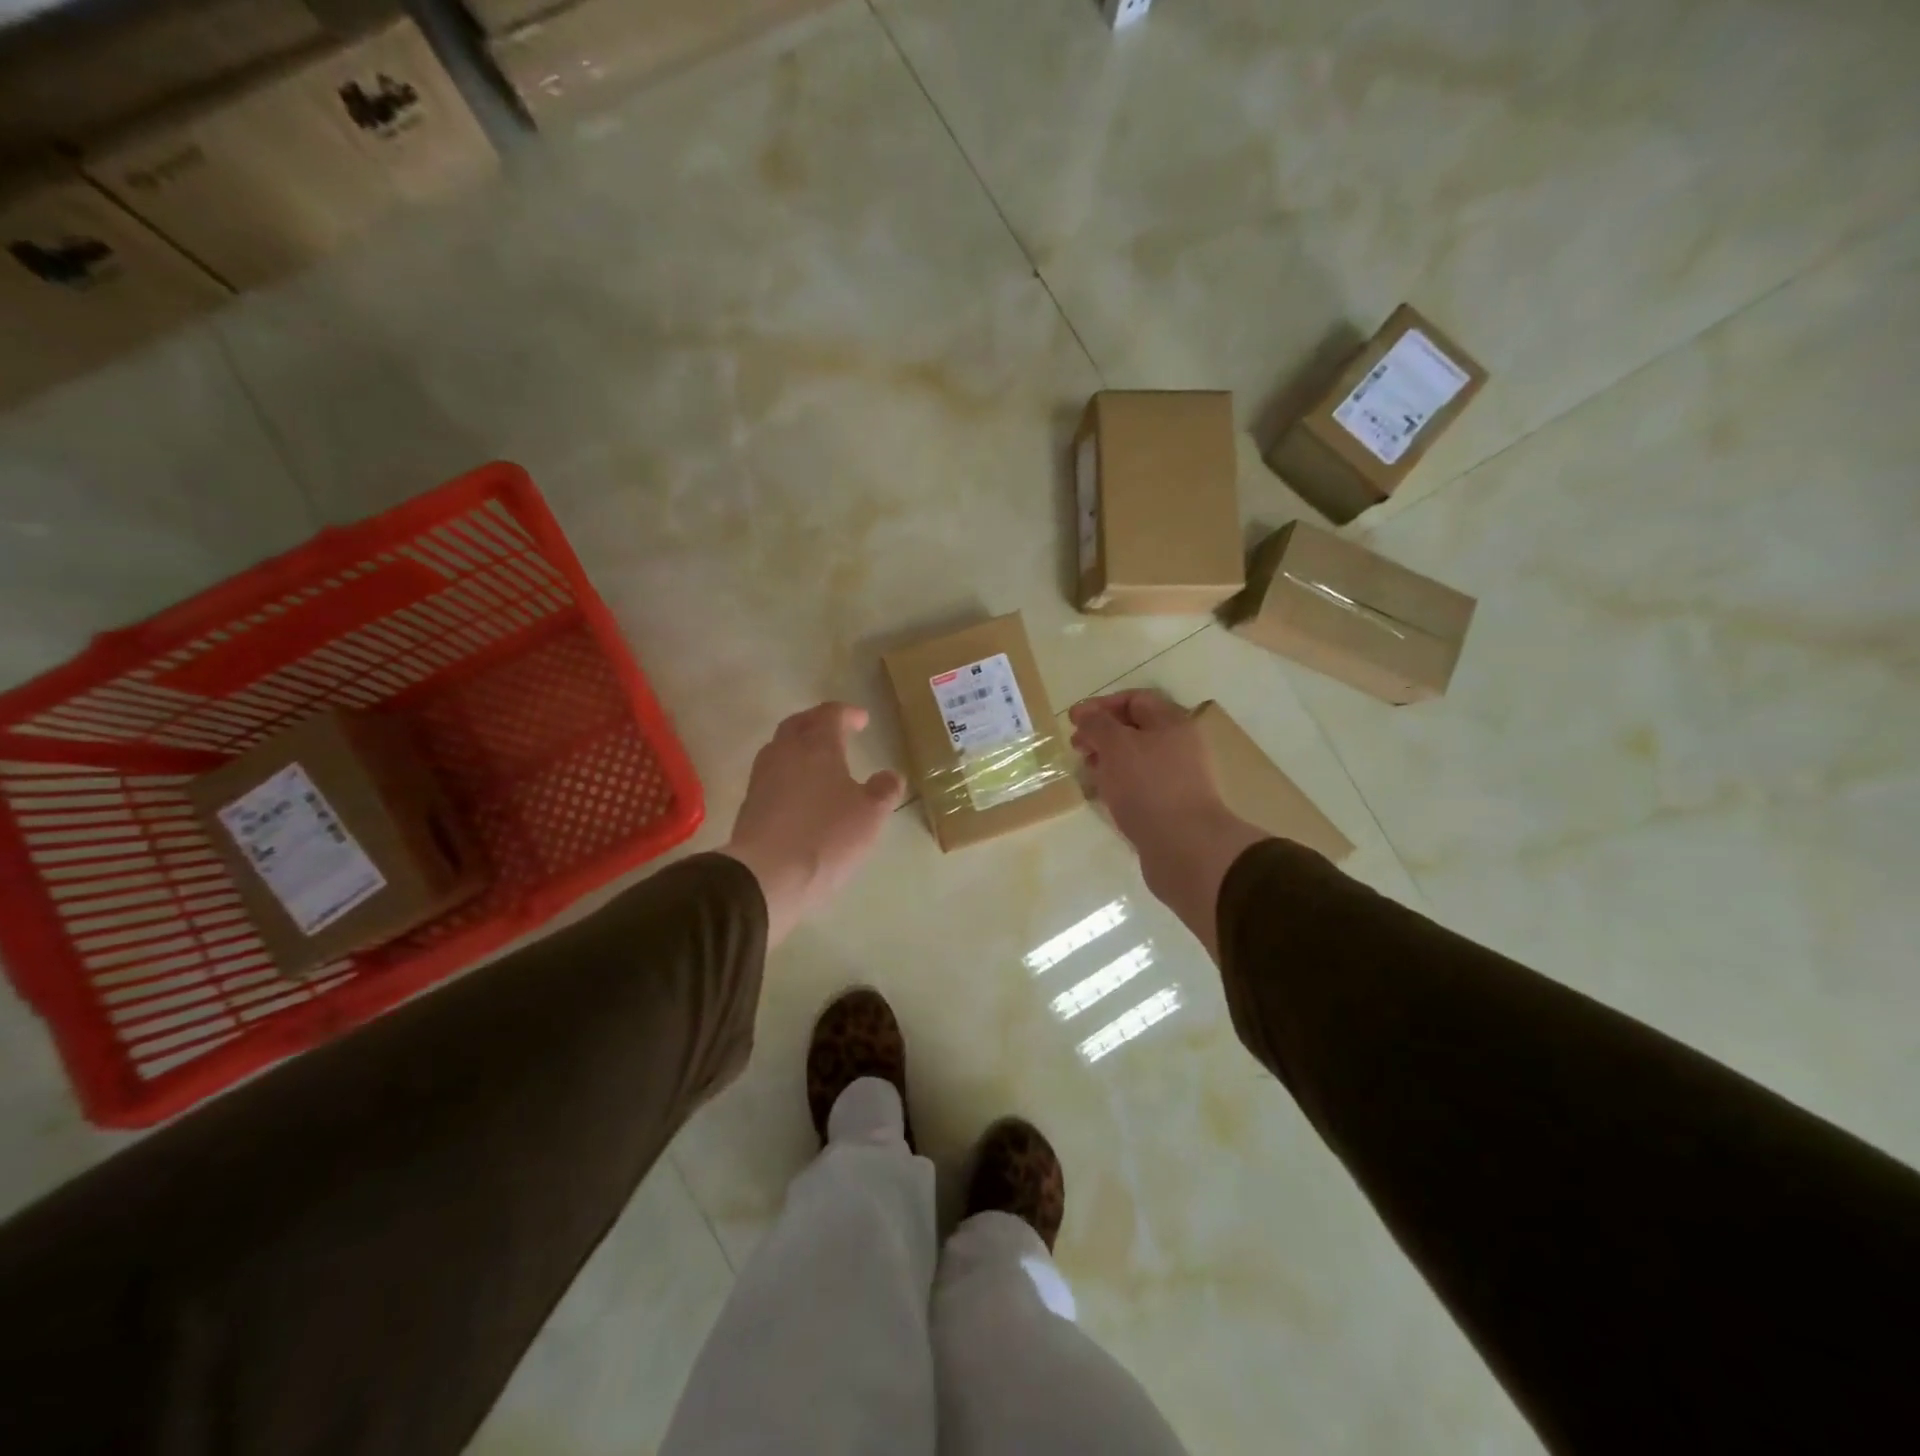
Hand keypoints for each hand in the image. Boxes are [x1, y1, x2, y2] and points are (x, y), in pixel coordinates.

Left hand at [724, 703, 904, 945]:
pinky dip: (789, 772)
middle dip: (818, 723)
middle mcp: (785, 752)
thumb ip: (884, 790)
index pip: (830, 714)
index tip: (862, 720)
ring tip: (818, 760)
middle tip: (837, 731)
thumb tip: (891, 775)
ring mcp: (762, 777)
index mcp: (817, 746)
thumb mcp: (870, 815)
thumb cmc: (826, 837)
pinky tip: (801, 791)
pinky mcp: (749, 803)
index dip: (848, 714)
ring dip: (800, 747)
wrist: (765, 875)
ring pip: (781, 748)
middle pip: (799, 724)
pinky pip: (772, 774)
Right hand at [1068, 690, 1266, 960]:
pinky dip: (1117, 784)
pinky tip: (1102, 795)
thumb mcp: (1117, 746)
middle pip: (1134, 729)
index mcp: (1172, 723)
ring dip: (1107, 760)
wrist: (1185, 847)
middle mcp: (1178, 746)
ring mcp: (1176, 777)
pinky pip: (1138, 785)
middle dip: (1101, 734)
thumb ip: (1097, 724)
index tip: (1073, 720)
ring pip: (1135, 759)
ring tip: (1085, 771)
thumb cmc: (1149, 787)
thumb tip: (1083, 712)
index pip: (1134, 700)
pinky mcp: (1169, 806)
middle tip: (1076, 747)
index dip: (1101, 705)